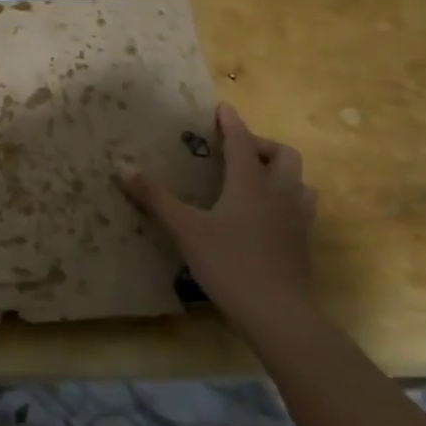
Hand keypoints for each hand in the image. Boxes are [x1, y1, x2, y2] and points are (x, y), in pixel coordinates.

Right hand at [118, 103, 317, 332]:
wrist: (280, 317)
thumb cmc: (231, 265)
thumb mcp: (185, 230)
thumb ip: (155, 197)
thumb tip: (122, 165)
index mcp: (250, 184)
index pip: (242, 142)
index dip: (231, 123)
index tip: (222, 108)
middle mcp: (278, 195)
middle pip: (284, 156)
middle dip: (263, 146)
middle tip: (238, 152)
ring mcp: (296, 222)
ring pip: (300, 183)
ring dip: (281, 174)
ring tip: (257, 181)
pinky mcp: (302, 246)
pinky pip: (301, 210)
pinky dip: (286, 201)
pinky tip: (267, 217)